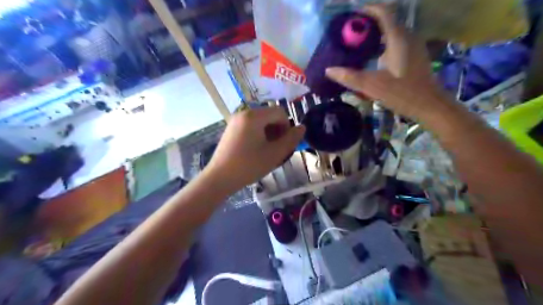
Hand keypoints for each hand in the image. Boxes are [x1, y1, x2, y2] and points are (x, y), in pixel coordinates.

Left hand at [205, 107, 303, 189]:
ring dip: (269, 133)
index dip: (287, 127)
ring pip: (261, 121)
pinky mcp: (231, 129)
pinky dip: (259, 134)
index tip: (284, 144)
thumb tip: (302, 127)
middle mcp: (244, 113)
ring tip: (267, 151)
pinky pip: (251, 126)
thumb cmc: (249, 165)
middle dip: (278, 130)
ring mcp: (235, 120)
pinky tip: (256, 150)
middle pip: (270, 115)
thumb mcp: (274, 154)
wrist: (219, 178)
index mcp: (254, 116)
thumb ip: (291, 139)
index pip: (280, 112)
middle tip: (277, 149)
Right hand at [324, 4, 452, 120]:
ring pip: (391, 31)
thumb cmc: (403, 93)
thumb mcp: (373, 86)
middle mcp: (407, 36)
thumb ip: (350, 77)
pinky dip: (382, 43)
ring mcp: (413, 45)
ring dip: (374, 34)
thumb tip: (329, 70)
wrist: (430, 105)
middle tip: (349, 34)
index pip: (383, 12)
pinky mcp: (414, 54)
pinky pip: (395, 41)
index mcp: (398, 39)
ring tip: (357, 45)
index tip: (350, 18)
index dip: (367, 10)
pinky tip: (371, 57)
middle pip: (386, 20)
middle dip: (367, 24)